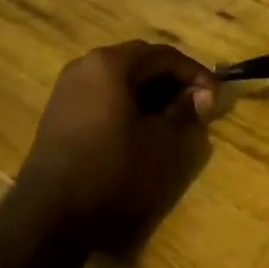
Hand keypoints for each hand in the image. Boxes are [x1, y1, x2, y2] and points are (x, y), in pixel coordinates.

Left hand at [14, 41, 217, 251]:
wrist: (52, 212)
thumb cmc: (114, 171)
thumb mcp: (162, 141)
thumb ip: (185, 111)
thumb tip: (200, 95)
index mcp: (110, 64)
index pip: (164, 55)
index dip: (195, 73)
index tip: (216, 96)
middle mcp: (85, 65)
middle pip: (140, 61)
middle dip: (172, 79)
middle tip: (197, 104)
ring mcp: (68, 87)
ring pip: (120, 77)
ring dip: (150, 91)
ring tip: (173, 116)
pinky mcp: (60, 110)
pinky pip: (102, 93)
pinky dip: (127, 102)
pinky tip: (141, 126)